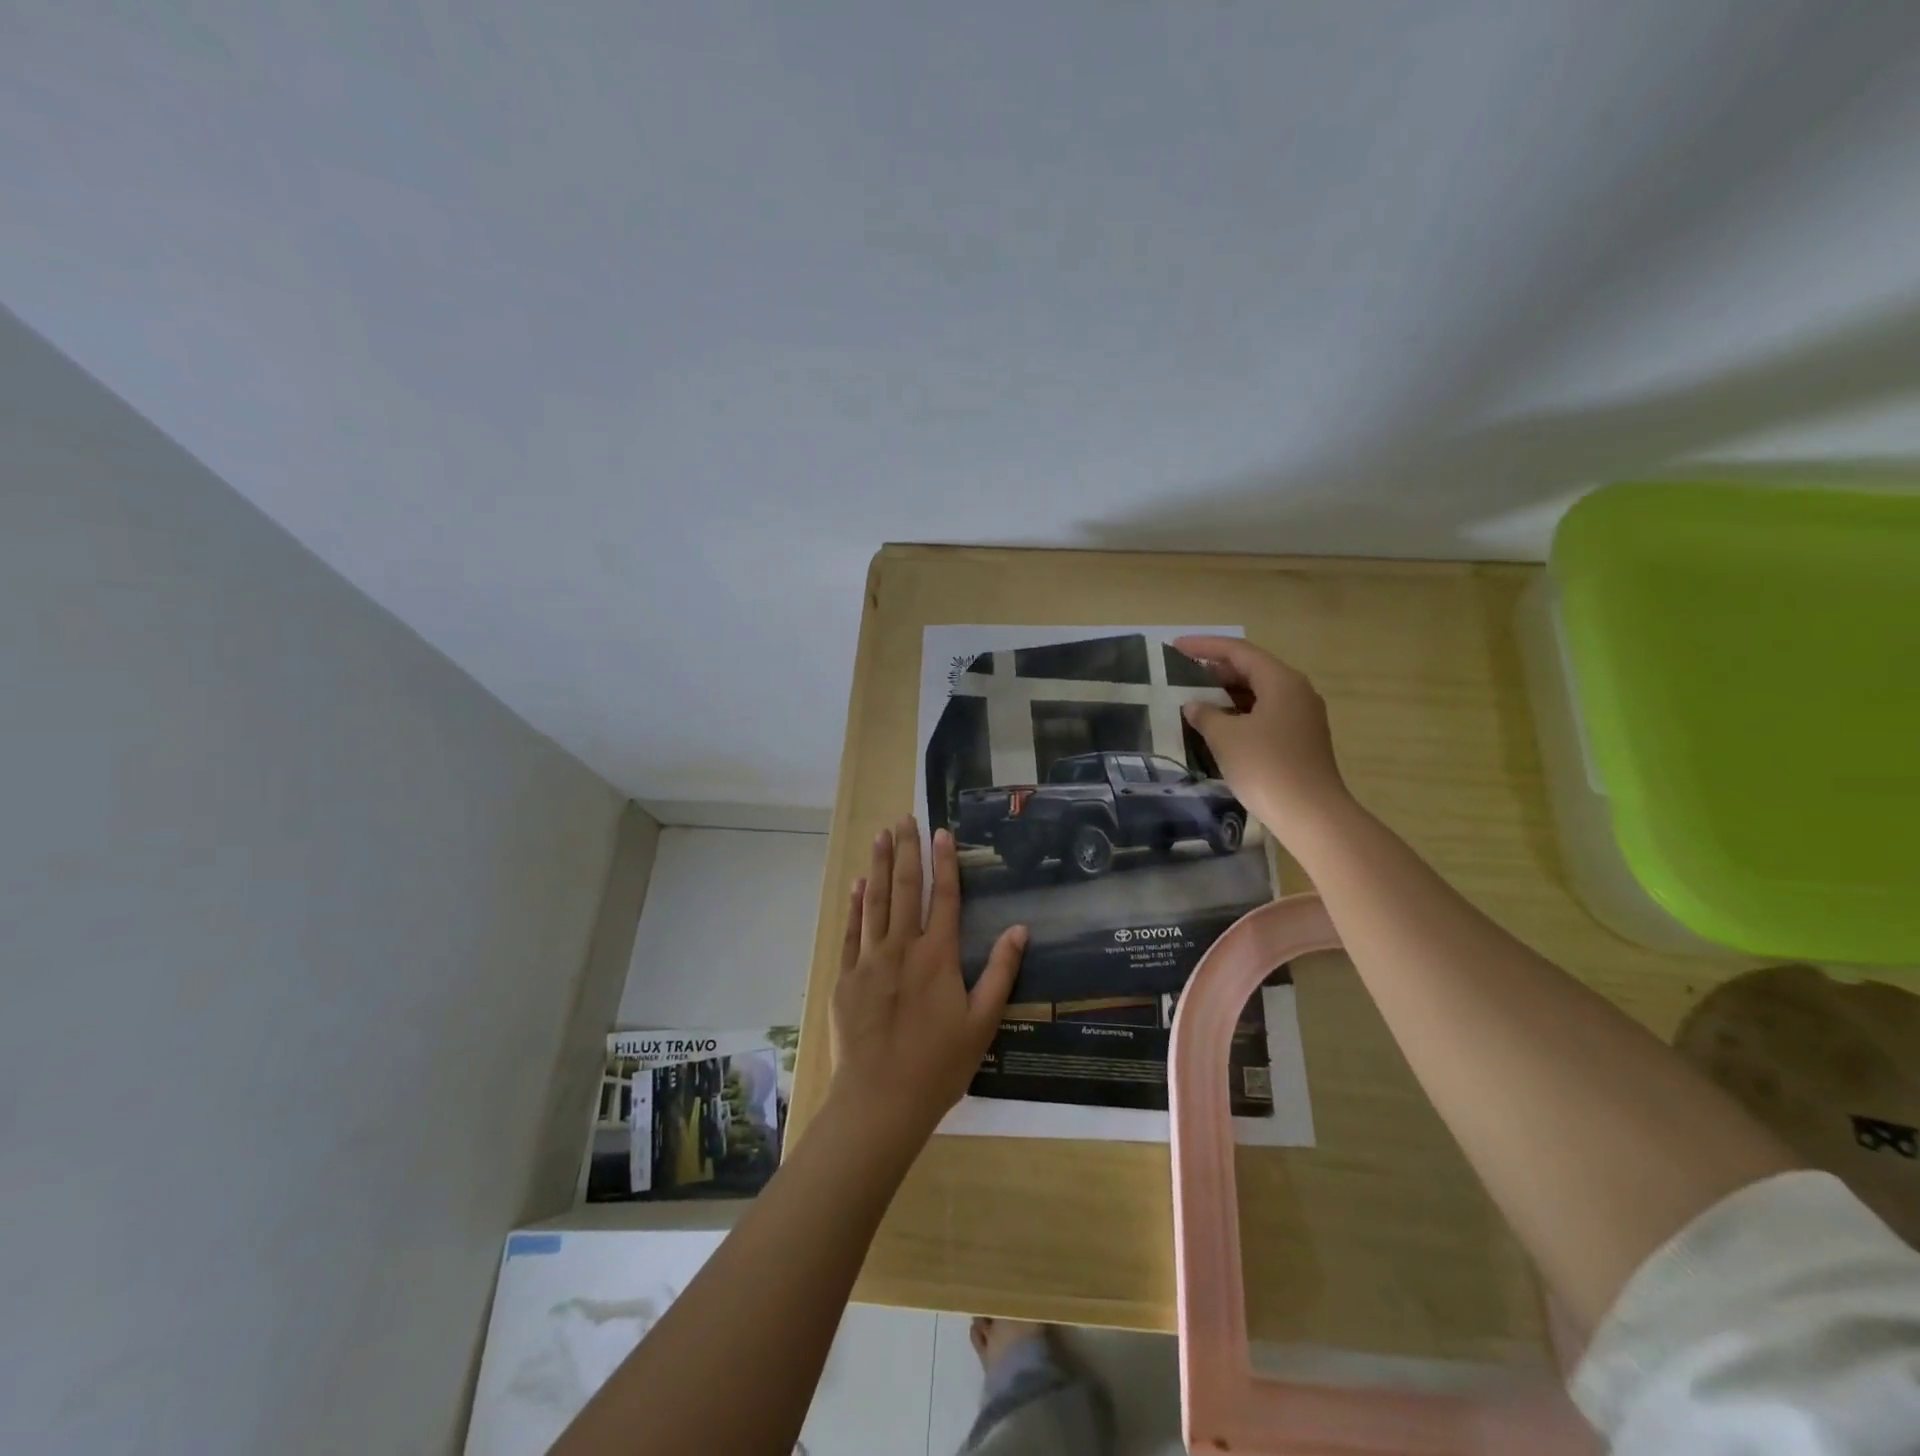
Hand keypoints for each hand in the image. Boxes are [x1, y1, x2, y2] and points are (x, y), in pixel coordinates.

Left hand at [829, 818, 1027, 1149]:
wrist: (880, 1100)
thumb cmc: (939, 1065)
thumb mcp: (982, 1023)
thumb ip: (1000, 972)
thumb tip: (1020, 929)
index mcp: (937, 956)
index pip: (943, 896)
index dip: (943, 862)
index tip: (940, 831)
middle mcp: (902, 948)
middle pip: (904, 889)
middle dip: (905, 850)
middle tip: (904, 818)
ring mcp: (869, 961)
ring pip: (874, 902)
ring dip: (878, 866)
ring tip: (880, 835)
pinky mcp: (846, 978)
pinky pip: (851, 933)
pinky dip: (855, 906)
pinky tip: (857, 885)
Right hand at [1173, 635, 1353, 831]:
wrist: (1311, 814)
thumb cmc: (1266, 767)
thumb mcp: (1226, 737)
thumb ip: (1206, 715)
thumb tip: (1195, 705)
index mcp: (1281, 681)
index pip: (1238, 651)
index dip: (1205, 647)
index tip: (1175, 647)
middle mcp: (1296, 692)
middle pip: (1252, 669)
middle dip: (1216, 669)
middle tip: (1182, 673)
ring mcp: (1301, 717)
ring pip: (1258, 693)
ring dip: (1226, 693)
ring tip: (1195, 698)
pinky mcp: (1300, 740)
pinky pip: (1264, 714)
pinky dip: (1239, 713)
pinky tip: (1218, 726)